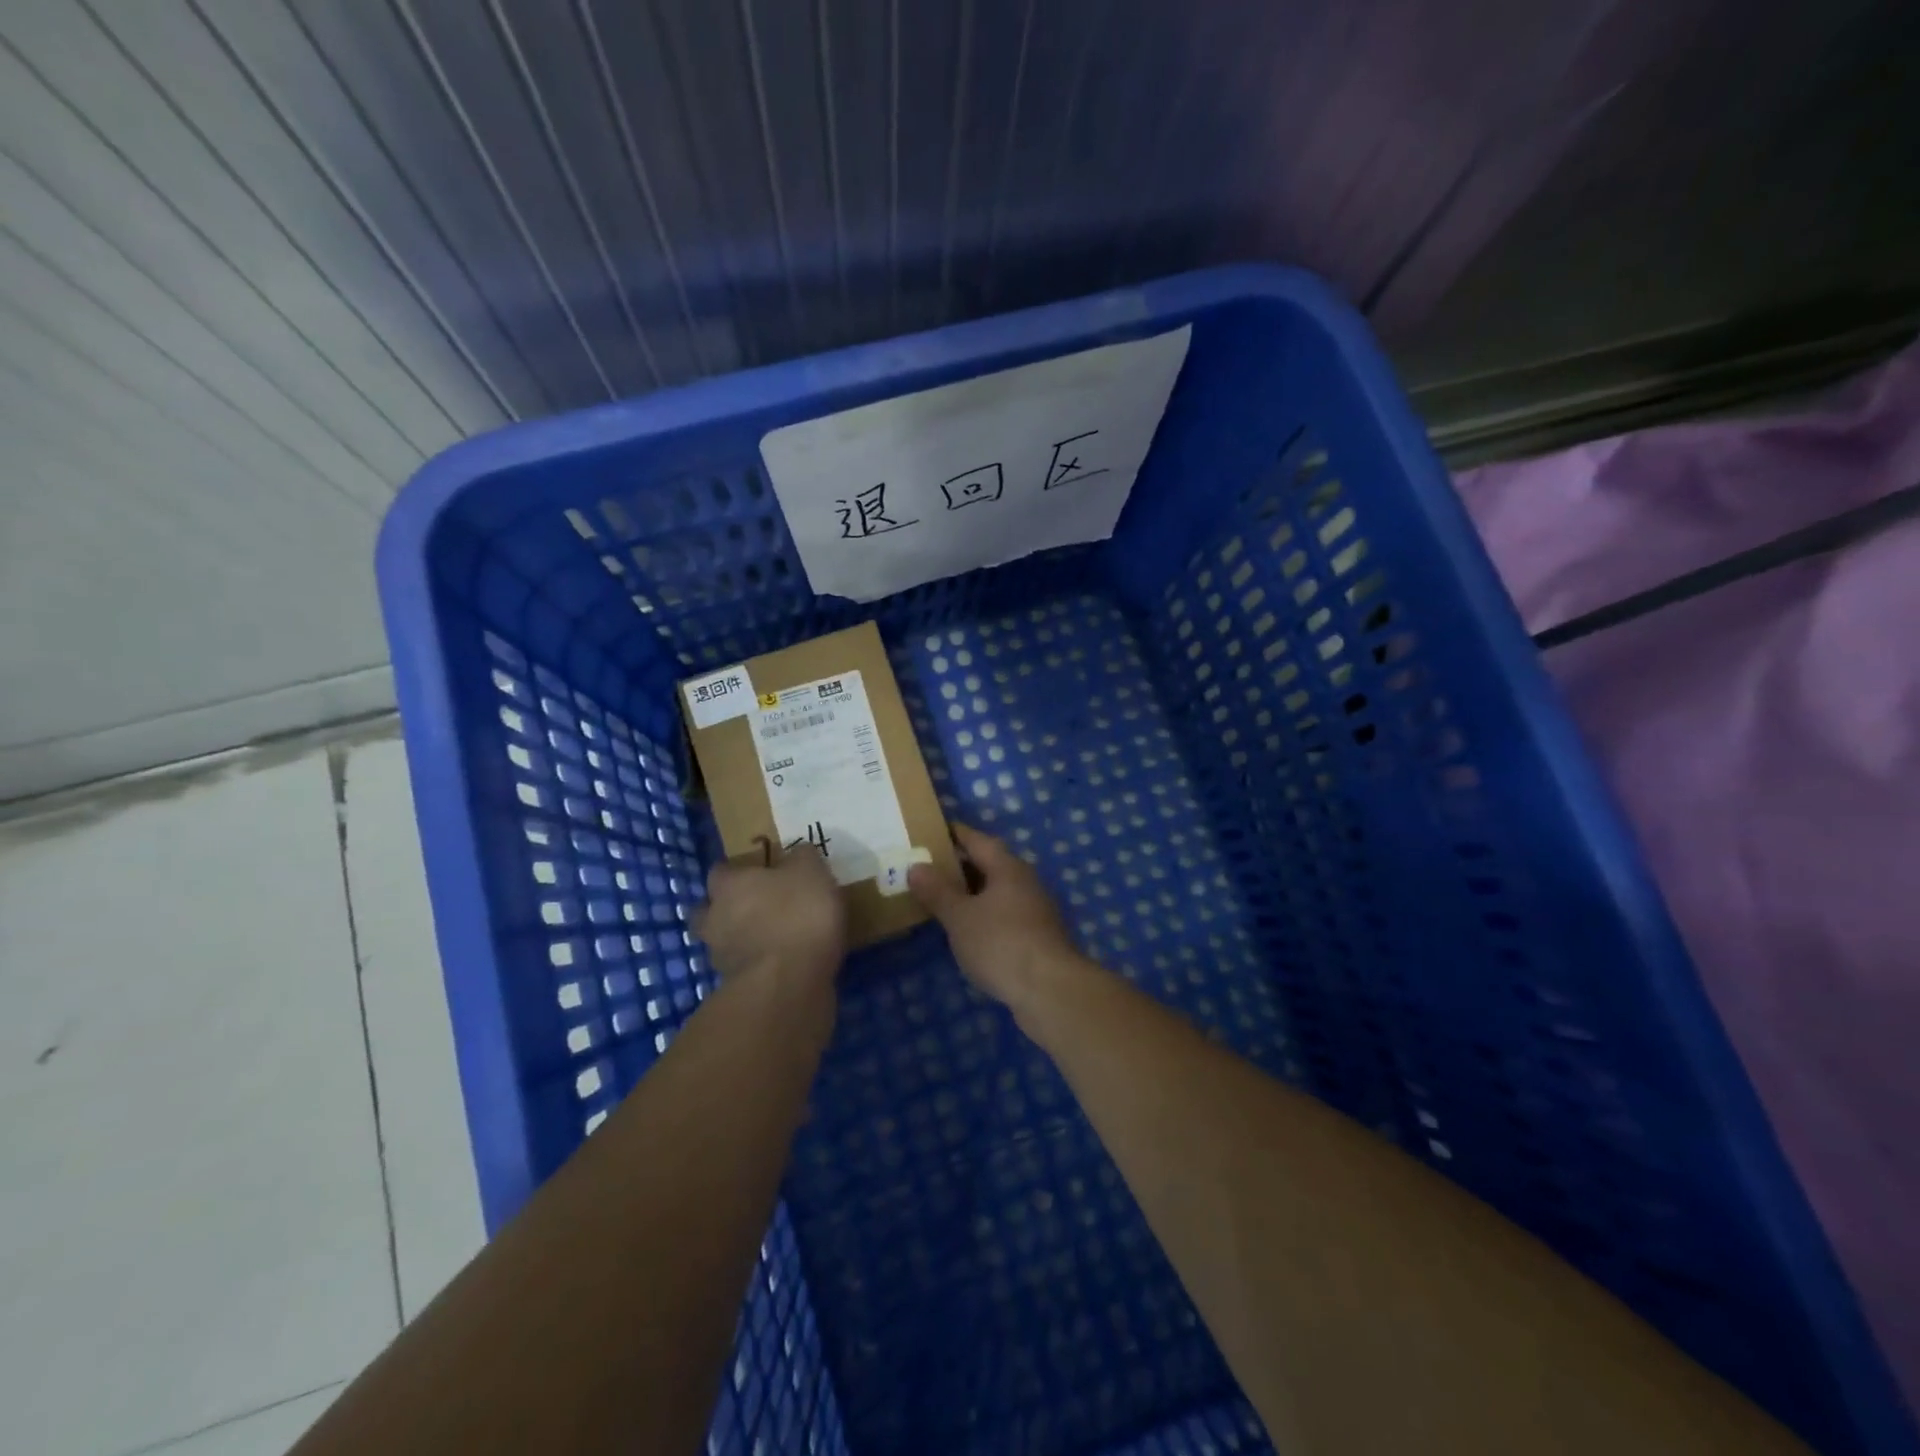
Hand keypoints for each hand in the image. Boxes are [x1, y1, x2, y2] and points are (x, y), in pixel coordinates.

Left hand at [692, 841, 846, 993]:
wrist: (789, 983)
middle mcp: (715, 918)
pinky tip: (782, 965)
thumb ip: (802, 858)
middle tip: (757, 907)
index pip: (721, 871)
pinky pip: (744, 970)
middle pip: (708, 909)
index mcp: (729, 885)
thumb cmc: (797, 914)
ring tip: (772, 939)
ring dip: (741, 940)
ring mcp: (721, 957)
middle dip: (726, 909)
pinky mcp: (736, 988)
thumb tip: (798, 854)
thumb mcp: (811, 871)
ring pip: (723, 942)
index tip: (759, 873)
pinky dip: (758, 966)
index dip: (738, 872)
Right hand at [907, 824, 1090, 1019]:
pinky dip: (983, 916)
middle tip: (928, 867)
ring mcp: (1034, 911)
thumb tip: (916, 866)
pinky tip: (966, 931)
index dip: (955, 834)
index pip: (978, 840)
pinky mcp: (1037, 938)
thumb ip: (937, 891)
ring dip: (972, 893)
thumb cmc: (1001, 943)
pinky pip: (1003, 916)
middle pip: (990, 865)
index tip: (933, 830)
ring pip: (997, 892)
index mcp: (1008, 868)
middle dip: (960, 865)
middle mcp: (1025, 882)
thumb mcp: (960, 917)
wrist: (1050, 991)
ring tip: (941, 899)